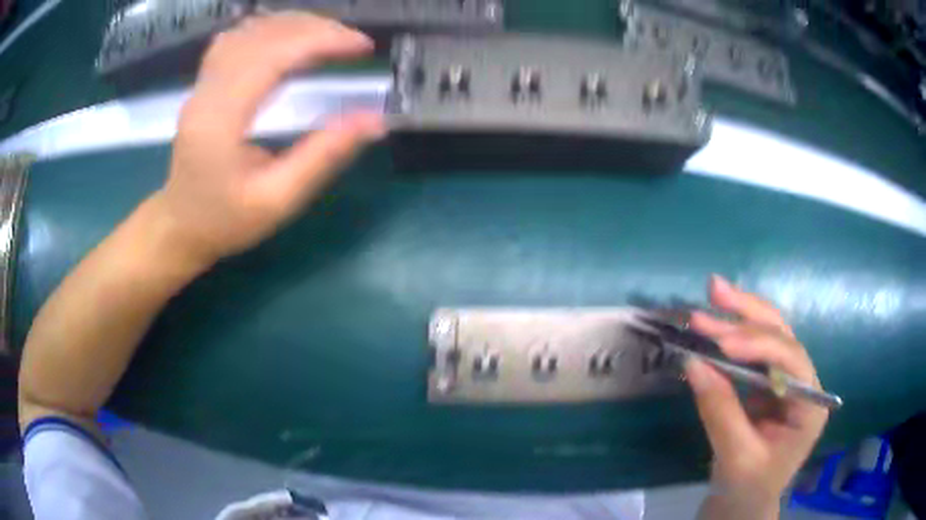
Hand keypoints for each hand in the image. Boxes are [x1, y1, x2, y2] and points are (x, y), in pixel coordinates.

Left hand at [152, 13, 386, 267]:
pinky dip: (269, 29)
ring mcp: (201, 84)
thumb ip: (324, 156)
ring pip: (249, 31)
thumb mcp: (278, 201)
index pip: (273, 57)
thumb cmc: (226, 221)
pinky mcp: (203, 83)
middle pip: (263, 36)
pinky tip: (289, 37)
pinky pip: (236, 39)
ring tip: (330, 37)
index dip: (322, 41)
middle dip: (315, 29)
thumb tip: (375, 120)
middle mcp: (206, 92)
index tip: (363, 46)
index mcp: (220, 121)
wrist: (180, 226)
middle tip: (354, 42)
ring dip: (295, 24)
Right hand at [687, 276, 828, 517]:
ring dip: (740, 314)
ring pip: (769, 334)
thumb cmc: (748, 488)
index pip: (792, 361)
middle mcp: (804, 383)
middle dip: (748, 314)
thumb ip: (720, 411)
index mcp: (810, 404)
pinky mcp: (766, 383)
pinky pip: (752, 351)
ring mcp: (786, 380)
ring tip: (712, 293)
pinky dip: (732, 334)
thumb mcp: (736, 457)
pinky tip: (717, 322)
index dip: (759, 345)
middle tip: (713, 292)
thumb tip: (693, 362)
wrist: (742, 504)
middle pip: (782, 336)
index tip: (722, 342)